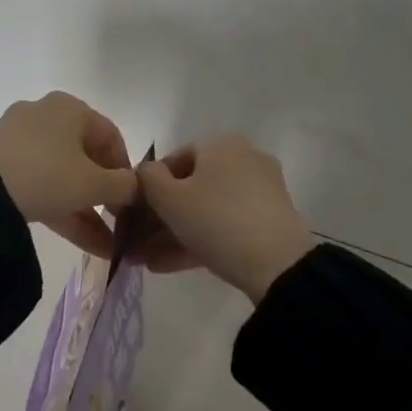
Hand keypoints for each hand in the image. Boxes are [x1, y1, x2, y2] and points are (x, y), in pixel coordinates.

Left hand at [0, 92, 139, 257]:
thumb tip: (135, 187)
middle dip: (105, 196)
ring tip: (107, 246)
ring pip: (63, 176)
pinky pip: (40, 186)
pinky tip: (84, 243)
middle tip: (118, 223)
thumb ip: (123, 186)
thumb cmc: (47, 174)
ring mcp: (19, 141)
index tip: (133, 199)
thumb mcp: (93, 184)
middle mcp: (45, 116)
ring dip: (86, 211)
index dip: (126, 169)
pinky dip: (61, 210)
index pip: (111, 136)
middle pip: (85, 157)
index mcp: (70, 108)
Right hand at [136, 135, 317, 301]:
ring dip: (173, 234)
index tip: (132, 218)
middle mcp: (243, 158)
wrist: (278, 264)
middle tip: (137, 245)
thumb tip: (145, 173)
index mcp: (220, 144)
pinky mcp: (269, 219)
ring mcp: (260, 190)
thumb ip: (147, 179)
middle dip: (159, 219)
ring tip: (147, 262)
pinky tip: (169, 266)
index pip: (172, 160)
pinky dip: (198, 241)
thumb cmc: (216, 220)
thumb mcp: (169, 199)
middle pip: (190, 187)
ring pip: (206, 209)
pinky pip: (225, 224)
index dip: (147, 189)